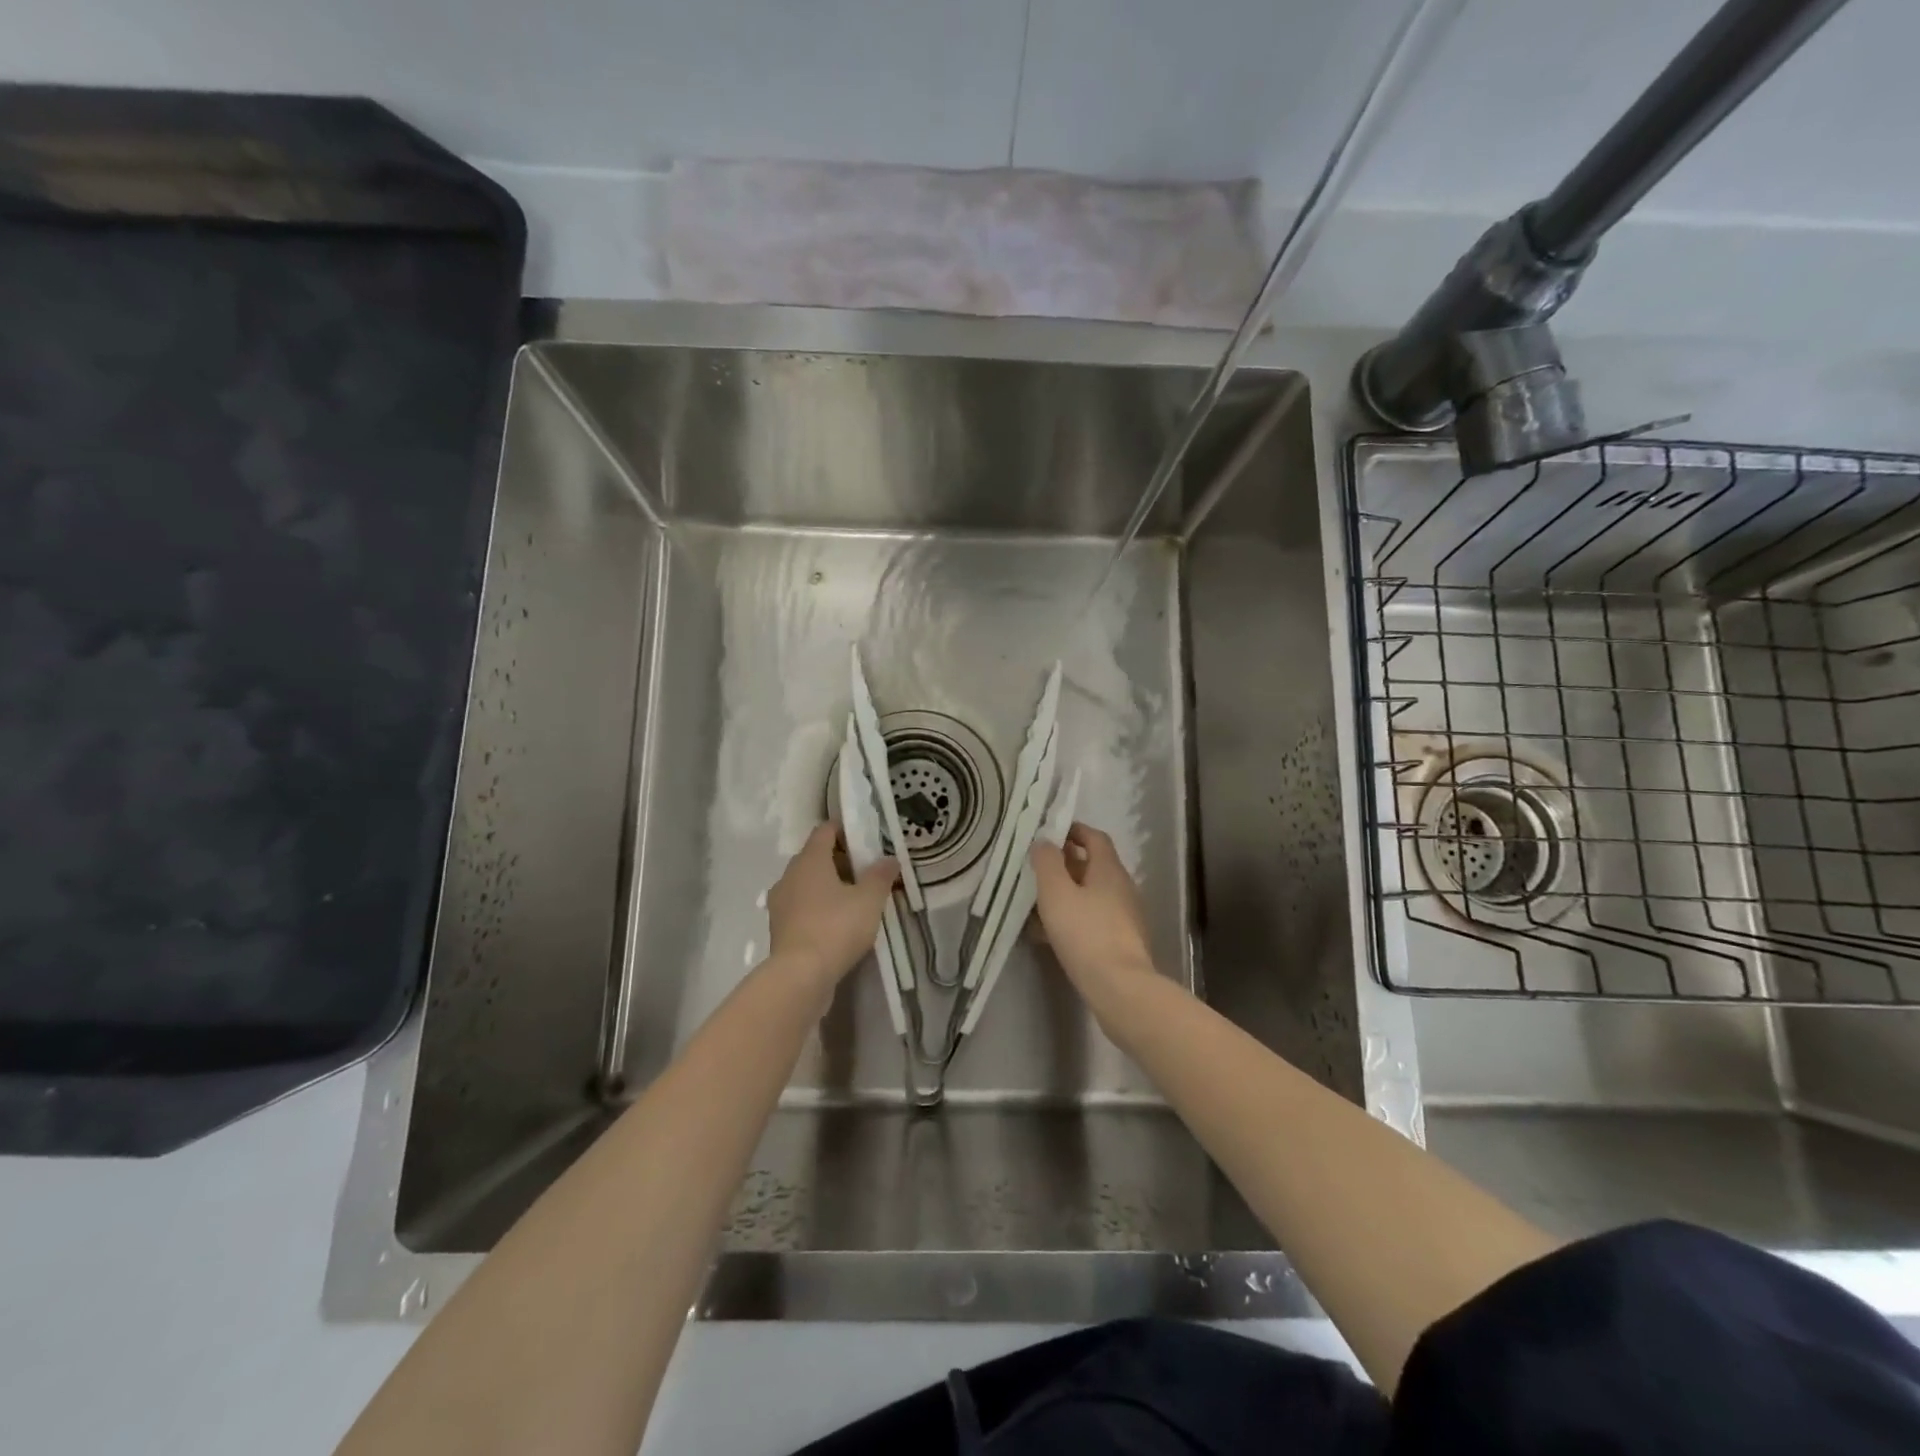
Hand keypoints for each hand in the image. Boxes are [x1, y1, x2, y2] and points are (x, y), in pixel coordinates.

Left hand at [766, 823, 898, 995]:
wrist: (799, 976)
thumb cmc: (836, 927)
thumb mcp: (869, 900)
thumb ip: (880, 876)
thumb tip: (889, 859)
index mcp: (809, 860)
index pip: (825, 831)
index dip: (845, 830)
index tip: (865, 840)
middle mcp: (789, 875)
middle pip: (815, 857)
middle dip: (839, 860)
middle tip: (865, 872)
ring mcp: (780, 902)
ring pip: (806, 883)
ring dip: (827, 886)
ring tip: (853, 900)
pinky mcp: (779, 928)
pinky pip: (801, 907)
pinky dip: (817, 908)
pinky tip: (836, 924)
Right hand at [1030, 824, 1156, 993]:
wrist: (1120, 988)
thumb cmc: (1085, 933)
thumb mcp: (1056, 893)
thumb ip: (1047, 862)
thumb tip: (1044, 841)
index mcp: (1109, 869)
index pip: (1094, 837)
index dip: (1073, 830)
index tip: (1049, 832)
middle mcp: (1122, 887)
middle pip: (1093, 866)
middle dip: (1064, 864)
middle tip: (1036, 869)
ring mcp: (1125, 916)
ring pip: (1091, 895)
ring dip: (1066, 894)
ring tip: (1036, 903)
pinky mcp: (1122, 941)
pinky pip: (1093, 919)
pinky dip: (1072, 918)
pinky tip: (1049, 934)